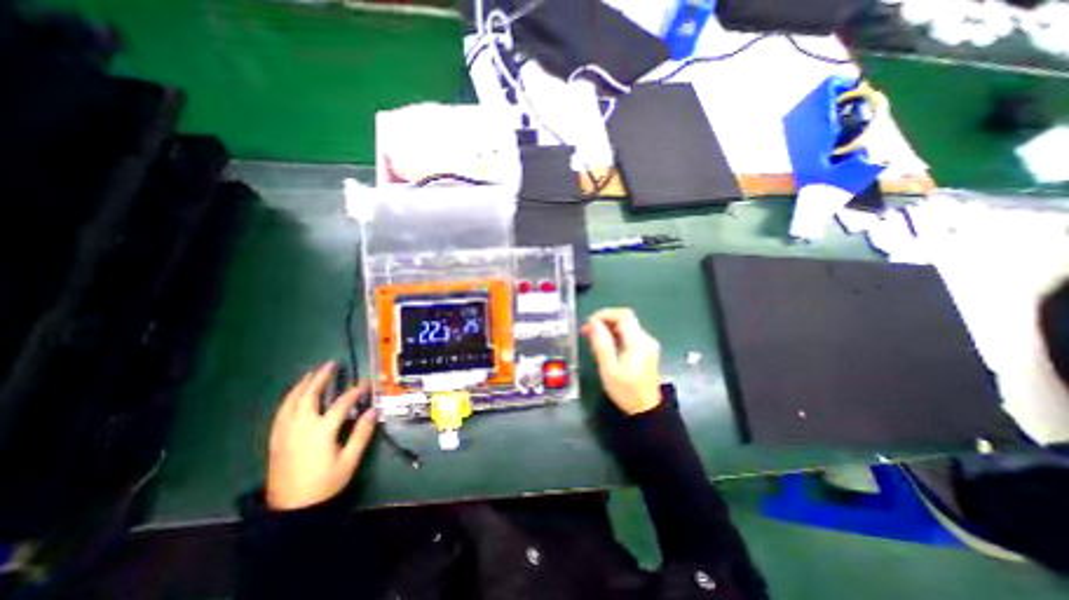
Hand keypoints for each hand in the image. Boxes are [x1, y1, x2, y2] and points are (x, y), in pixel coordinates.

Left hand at [265, 361, 376, 510]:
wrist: (291, 510)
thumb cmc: (325, 484)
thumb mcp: (349, 461)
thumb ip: (361, 434)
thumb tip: (373, 411)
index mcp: (321, 432)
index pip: (341, 404)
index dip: (355, 391)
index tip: (366, 384)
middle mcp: (300, 427)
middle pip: (309, 396)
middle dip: (320, 378)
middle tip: (330, 364)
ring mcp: (285, 433)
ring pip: (291, 402)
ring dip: (302, 385)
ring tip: (312, 373)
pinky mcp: (276, 440)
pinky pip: (280, 413)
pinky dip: (289, 399)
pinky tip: (294, 395)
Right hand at [583, 307, 660, 414]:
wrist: (646, 409)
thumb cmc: (626, 391)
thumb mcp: (609, 369)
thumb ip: (601, 344)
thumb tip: (593, 324)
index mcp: (638, 343)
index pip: (623, 316)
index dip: (605, 314)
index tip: (590, 322)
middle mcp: (646, 339)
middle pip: (625, 319)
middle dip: (604, 321)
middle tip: (587, 331)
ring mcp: (648, 344)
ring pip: (626, 326)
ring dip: (608, 328)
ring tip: (592, 338)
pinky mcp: (646, 349)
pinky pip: (629, 335)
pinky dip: (615, 335)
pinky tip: (604, 345)